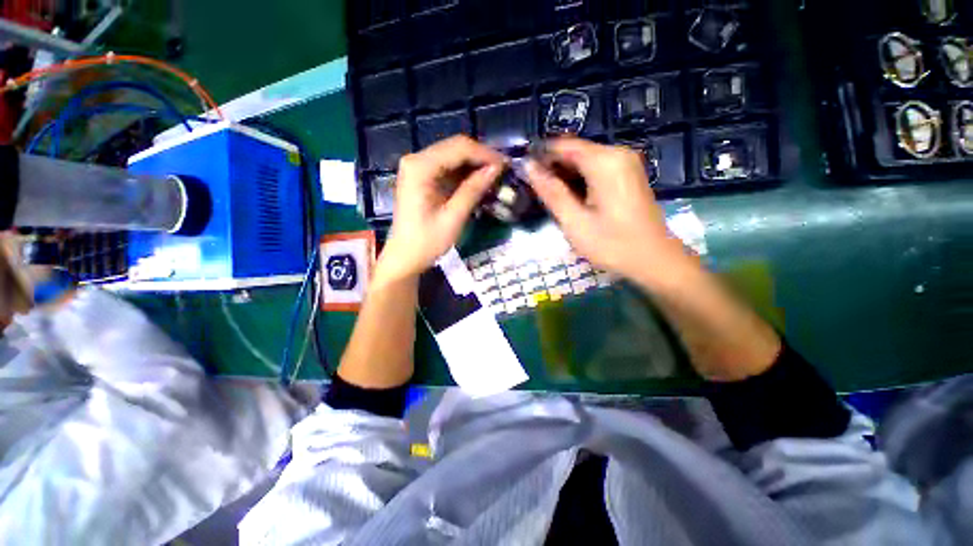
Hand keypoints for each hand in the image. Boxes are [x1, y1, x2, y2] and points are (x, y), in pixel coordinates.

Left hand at [378, 136, 504, 281]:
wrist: (405, 258)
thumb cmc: (427, 242)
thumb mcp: (453, 217)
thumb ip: (473, 190)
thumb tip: (496, 168)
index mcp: (420, 167)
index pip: (459, 148)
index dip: (486, 154)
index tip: (507, 165)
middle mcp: (416, 160)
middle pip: (455, 147)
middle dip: (482, 158)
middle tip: (504, 171)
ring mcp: (418, 168)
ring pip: (453, 156)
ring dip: (475, 165)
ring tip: (495, 177)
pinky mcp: (422, 178)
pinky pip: (448, 168)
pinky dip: (465, 174)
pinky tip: (479, 182)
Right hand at [525, 137, 693, 288]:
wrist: (653, 260)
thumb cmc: (612, 244)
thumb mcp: (574, 221)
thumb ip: (551, 192)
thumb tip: (528, 167)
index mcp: (604, 161)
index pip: (562, 145)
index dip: (539, 156)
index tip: (522, 174)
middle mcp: (617, 153)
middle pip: (574, 151)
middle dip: (552, 168)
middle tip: (534, 192)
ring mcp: (625, 163)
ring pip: (583, 161)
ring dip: (564, 176)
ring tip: (549, 198)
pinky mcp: (627, 175)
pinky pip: (595, 169)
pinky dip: (579, 180)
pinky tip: (570, 199)